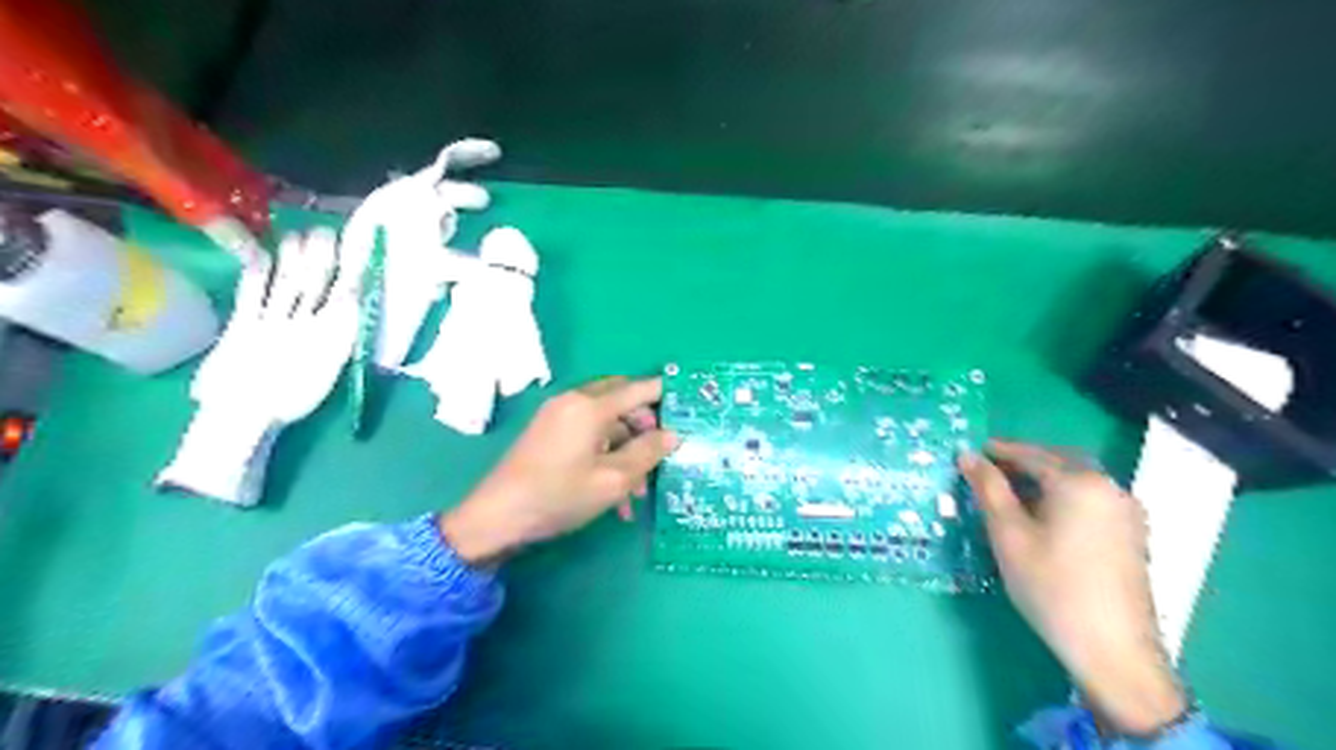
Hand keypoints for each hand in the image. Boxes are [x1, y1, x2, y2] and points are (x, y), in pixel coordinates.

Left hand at [443, 378, 678, 564]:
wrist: (497, 517)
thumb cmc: (559, 496)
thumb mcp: (613, 480)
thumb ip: (648, 453)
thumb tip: (674, 434)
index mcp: (591, 406)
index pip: (640, 389)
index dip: (667, 395)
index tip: (691, 407)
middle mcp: (575, 401)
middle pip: (623, 401)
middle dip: (646, 426)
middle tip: (663, 453)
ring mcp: (558, 416)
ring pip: (607, 422)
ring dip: (627, 449)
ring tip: (639, 490)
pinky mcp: (549, 432)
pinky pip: (588, 434)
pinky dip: (606, 455)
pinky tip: (615, 496)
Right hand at [960, 442, 1188, 734]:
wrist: (1112, 648)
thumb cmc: (1050, 585)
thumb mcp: (1008, 533)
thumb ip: (988, 488)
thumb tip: (967, 455)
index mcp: (1079, 482)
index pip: (1031, 454)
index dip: (998, 451)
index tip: (971, 452)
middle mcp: (1109, 486)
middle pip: (1060, 460)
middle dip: (1024, 460)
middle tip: (990, 469)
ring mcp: (1126, 510)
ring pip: (1078, 479)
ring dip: (1045, 477)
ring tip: (1011, 492)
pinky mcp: (1132, 533)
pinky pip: (1092, 497)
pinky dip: (1064, 494)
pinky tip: (1044, 514)